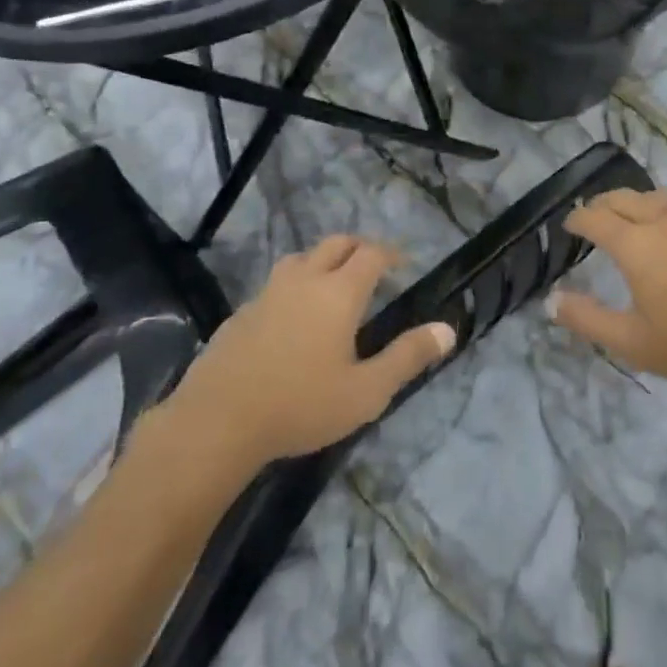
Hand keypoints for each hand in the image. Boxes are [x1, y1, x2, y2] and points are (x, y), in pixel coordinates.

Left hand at [160, 236, 454, 466]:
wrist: (218, 423)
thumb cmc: (301, 405)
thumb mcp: (366, 391)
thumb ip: (408, 357)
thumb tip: (448, 330)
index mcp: (339, 292)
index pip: (372, 254)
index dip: (391, 254)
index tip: (403, 264)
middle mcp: (305, 280)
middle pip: (336, 244)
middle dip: (358, 248)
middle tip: (372, 267)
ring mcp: (269, 293)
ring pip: (301, 258)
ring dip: (322, 262)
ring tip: (331, 285)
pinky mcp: (242, 313)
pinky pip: (275, 285)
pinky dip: (293, 287)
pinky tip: (290, 318)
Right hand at [549, 190, 666, 389]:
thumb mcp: (633, 342)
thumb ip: (587, 319)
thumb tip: (551, 301)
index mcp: (635, 244)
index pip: (594, 218)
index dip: (577, 219)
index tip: (569, 225)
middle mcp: (661, 217)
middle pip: (621, 198)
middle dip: (600, 205)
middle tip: (593, 219)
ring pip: (652, 195)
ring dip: (632, 203)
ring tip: (629, 218)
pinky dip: (663, 206)